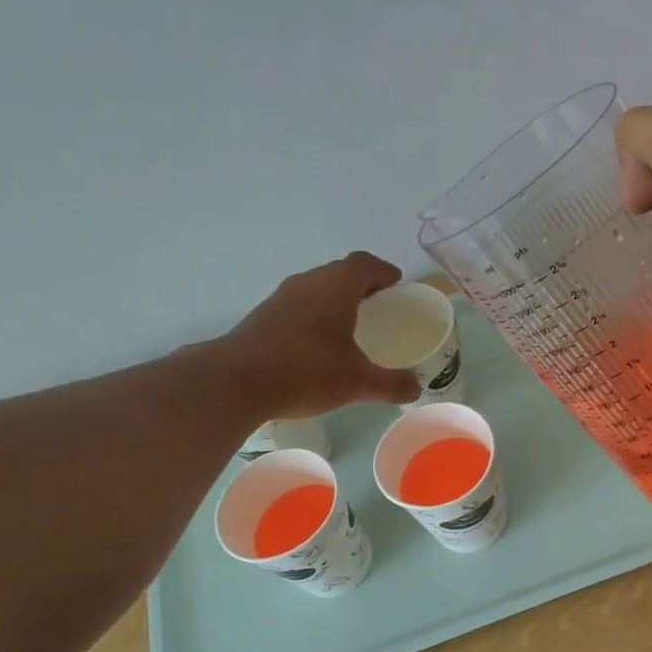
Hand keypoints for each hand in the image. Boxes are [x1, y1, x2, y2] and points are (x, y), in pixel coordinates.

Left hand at [216, 253, 420, 417]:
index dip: (383, 271)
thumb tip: (416, 388)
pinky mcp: (262, 318)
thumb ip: (391, 384)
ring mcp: (280, 299)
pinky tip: (319, 343)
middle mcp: (307, 284)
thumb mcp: (357, 382)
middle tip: (379, 305)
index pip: (364, 264)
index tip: (396, 284)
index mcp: (334, 288)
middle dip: (362, 285)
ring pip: (316, 288)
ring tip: (351, 324)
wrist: (235, 383)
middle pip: (339, 272)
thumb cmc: (305, 372)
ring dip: (336, 298)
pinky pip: (298, 306)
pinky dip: (315, 314)